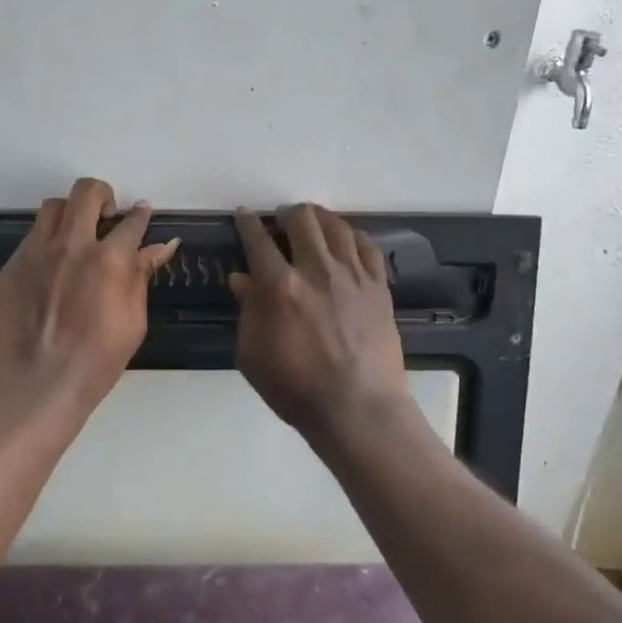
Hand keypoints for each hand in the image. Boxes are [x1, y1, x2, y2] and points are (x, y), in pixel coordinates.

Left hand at [0, 178, 179, 433]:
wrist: (35, 388)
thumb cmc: (95, 364)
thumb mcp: (133, 323)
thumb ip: (141, 277)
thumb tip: (158, 247)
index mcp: (108, 260)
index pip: (131, 222)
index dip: (141, 215)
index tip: (143, 214)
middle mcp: (71, 245)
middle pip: (86, 193)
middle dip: (103, 195)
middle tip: (108, 217)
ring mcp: (36, 253)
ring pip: (53, 207)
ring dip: (72, 212)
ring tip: (78, 235)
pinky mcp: (12, 267)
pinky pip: (32, 236)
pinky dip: (48, 240)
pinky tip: (53, 267)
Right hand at [229, 204, 411, 434]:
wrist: (356, 408)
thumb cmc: (295, 387)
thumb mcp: (253, 354)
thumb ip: (248, 311)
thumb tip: (242, 278)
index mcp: (280, 286)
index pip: (258, 240)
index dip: (247, 223)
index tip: (244, 215)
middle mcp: (317, 270)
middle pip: (302, 220)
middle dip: (287, 214)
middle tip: (281, 221)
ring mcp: (352, 276)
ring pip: (337, 226)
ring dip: (320, 219)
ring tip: (313, 224)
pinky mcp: (378, 287)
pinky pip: (367, 247)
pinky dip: (353, 237)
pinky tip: (347, 242)